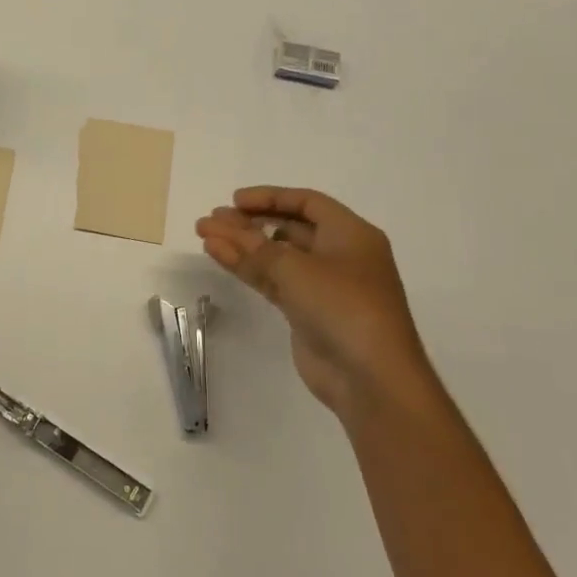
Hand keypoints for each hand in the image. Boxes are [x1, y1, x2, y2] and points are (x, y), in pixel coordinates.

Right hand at [196, 187, 427, 413]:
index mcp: (351, 235)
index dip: (270, 197)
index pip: (308, 203)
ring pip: (276, 256)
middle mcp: (339, 256)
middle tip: (213, 218)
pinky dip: (247, 268)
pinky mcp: (307, 313)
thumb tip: (222, 228)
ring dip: (241, 244)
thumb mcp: (296, 268)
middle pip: (289, 228)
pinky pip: (273, 280)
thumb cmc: (344, 306)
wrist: (371, 378)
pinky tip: (218, 255)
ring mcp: (322, 286)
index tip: (235, 200)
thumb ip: (255, 246)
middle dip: (250, 222)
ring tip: (204, 233)